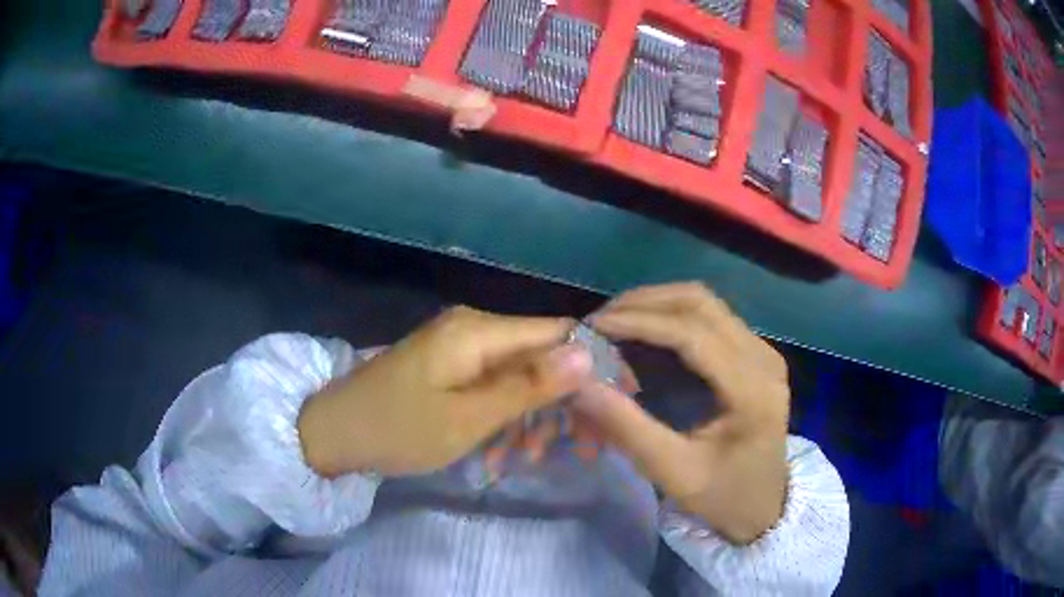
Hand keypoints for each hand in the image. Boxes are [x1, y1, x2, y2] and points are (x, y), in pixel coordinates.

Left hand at [298, 307, 592, 477]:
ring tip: (527, 462)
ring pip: (518, 378)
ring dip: (530, 420)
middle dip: (564, 404)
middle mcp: (474, 329)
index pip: (559, 332)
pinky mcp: (448, 368)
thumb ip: (529, 386)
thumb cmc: (396, 428)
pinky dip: (501, 420)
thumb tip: (588, 353)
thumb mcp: (468, 418)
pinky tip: (496, 456)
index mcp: (480, 331)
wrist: (332, 432)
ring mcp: (459, 349)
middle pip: (541, 358)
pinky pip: (490, 388)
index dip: (596, 362)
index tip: (624, 399)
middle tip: (583, 450)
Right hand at [574, 282, 789, 543]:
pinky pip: (710, 316)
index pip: (694, 334)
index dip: (640, 322)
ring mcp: (763, 351)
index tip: (594, 326)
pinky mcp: (755, 352)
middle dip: (644, 303)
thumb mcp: (673, 472)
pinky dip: (671, 315)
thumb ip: (627, 428)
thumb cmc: (722, 496)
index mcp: (752, 391)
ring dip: (657, 303)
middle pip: (700, 303)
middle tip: (600, 321)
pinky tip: (645, 330)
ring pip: (705, 302)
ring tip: (616, 321)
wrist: (765, 504)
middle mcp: (763, 359)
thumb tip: (579, 384)